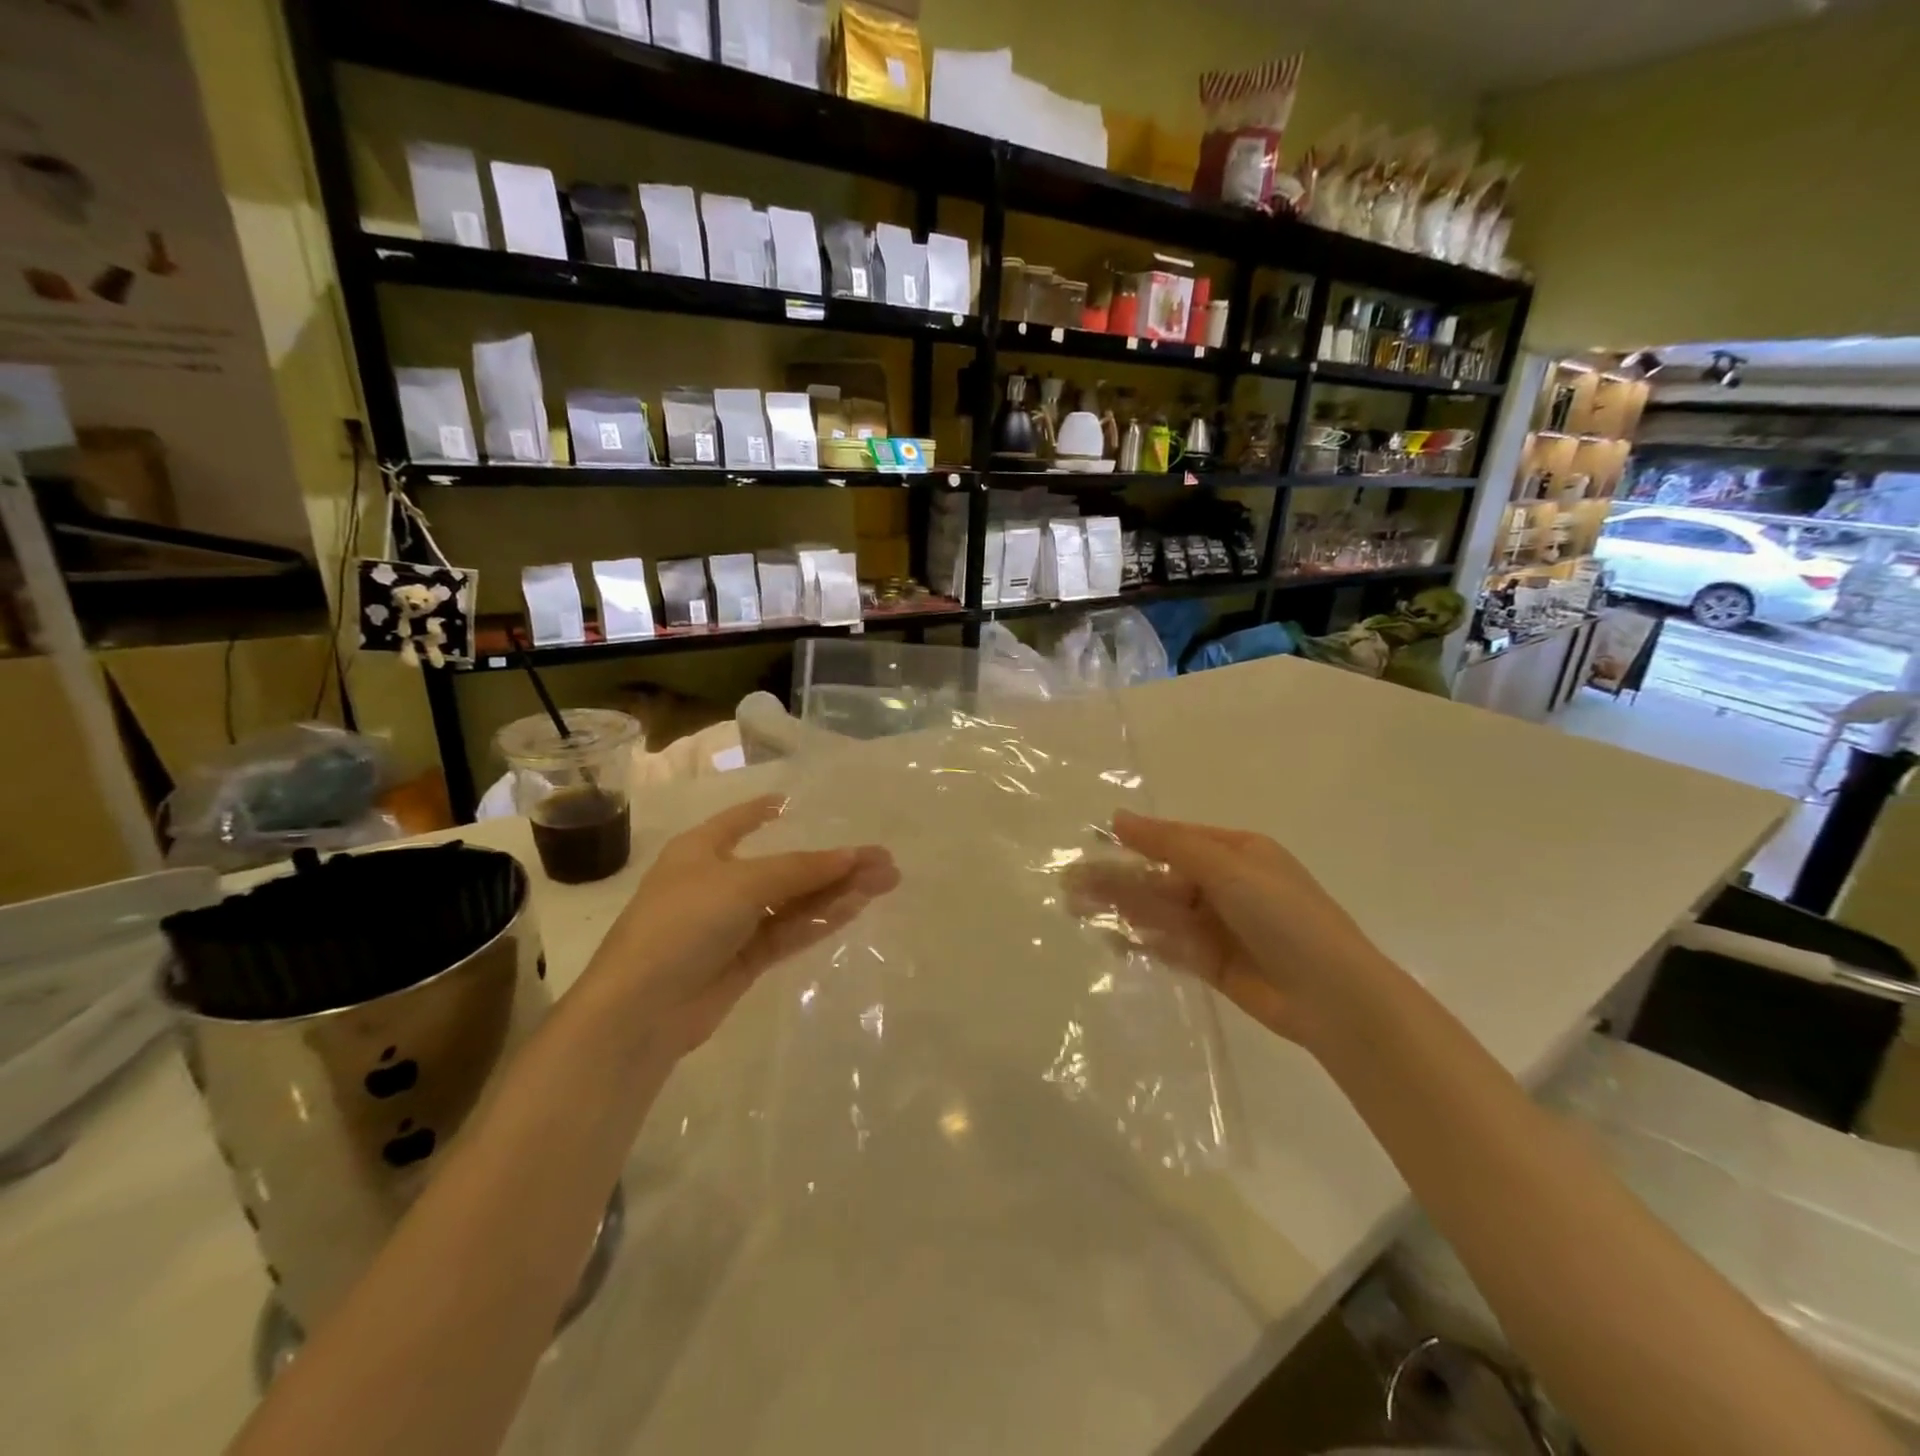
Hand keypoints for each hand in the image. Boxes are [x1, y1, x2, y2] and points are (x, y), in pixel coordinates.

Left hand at [579, 795, 898, 1058]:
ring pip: (794, 900)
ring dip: (837, 891)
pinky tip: (856, 907)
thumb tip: (853, 857)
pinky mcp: (746, 960)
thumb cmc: (682, 923)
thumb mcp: (742, 883)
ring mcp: (733, 924)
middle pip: (785, 866)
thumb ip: (801, 870)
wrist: (641, 1009)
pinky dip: (821, 918)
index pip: (738, 821)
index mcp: (701, 850)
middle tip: (884, 860)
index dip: (763, 810)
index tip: (791, 802)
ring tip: (885, 882)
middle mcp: (719, 882)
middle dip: (833, 862)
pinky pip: (790, 930)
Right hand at [1067, 810, 1394, 1047]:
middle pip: (1160, 877)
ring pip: (1159, 911)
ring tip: (1076, 908)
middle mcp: (1225, 885)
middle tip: (1070, 884)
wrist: (1333, 997)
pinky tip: (1110, 940)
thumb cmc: (1284, 917)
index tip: (1092, 842)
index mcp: (1236, 853)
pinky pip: (1169, 945)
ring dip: (1121, 907)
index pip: (1174, 840)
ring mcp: (1217, 926)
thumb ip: (1170, 844)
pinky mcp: (1211, 963)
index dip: (1133, 841)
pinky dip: (1142, 941)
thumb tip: (1118, 818)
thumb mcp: (1228, 868)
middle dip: (1118, 879)